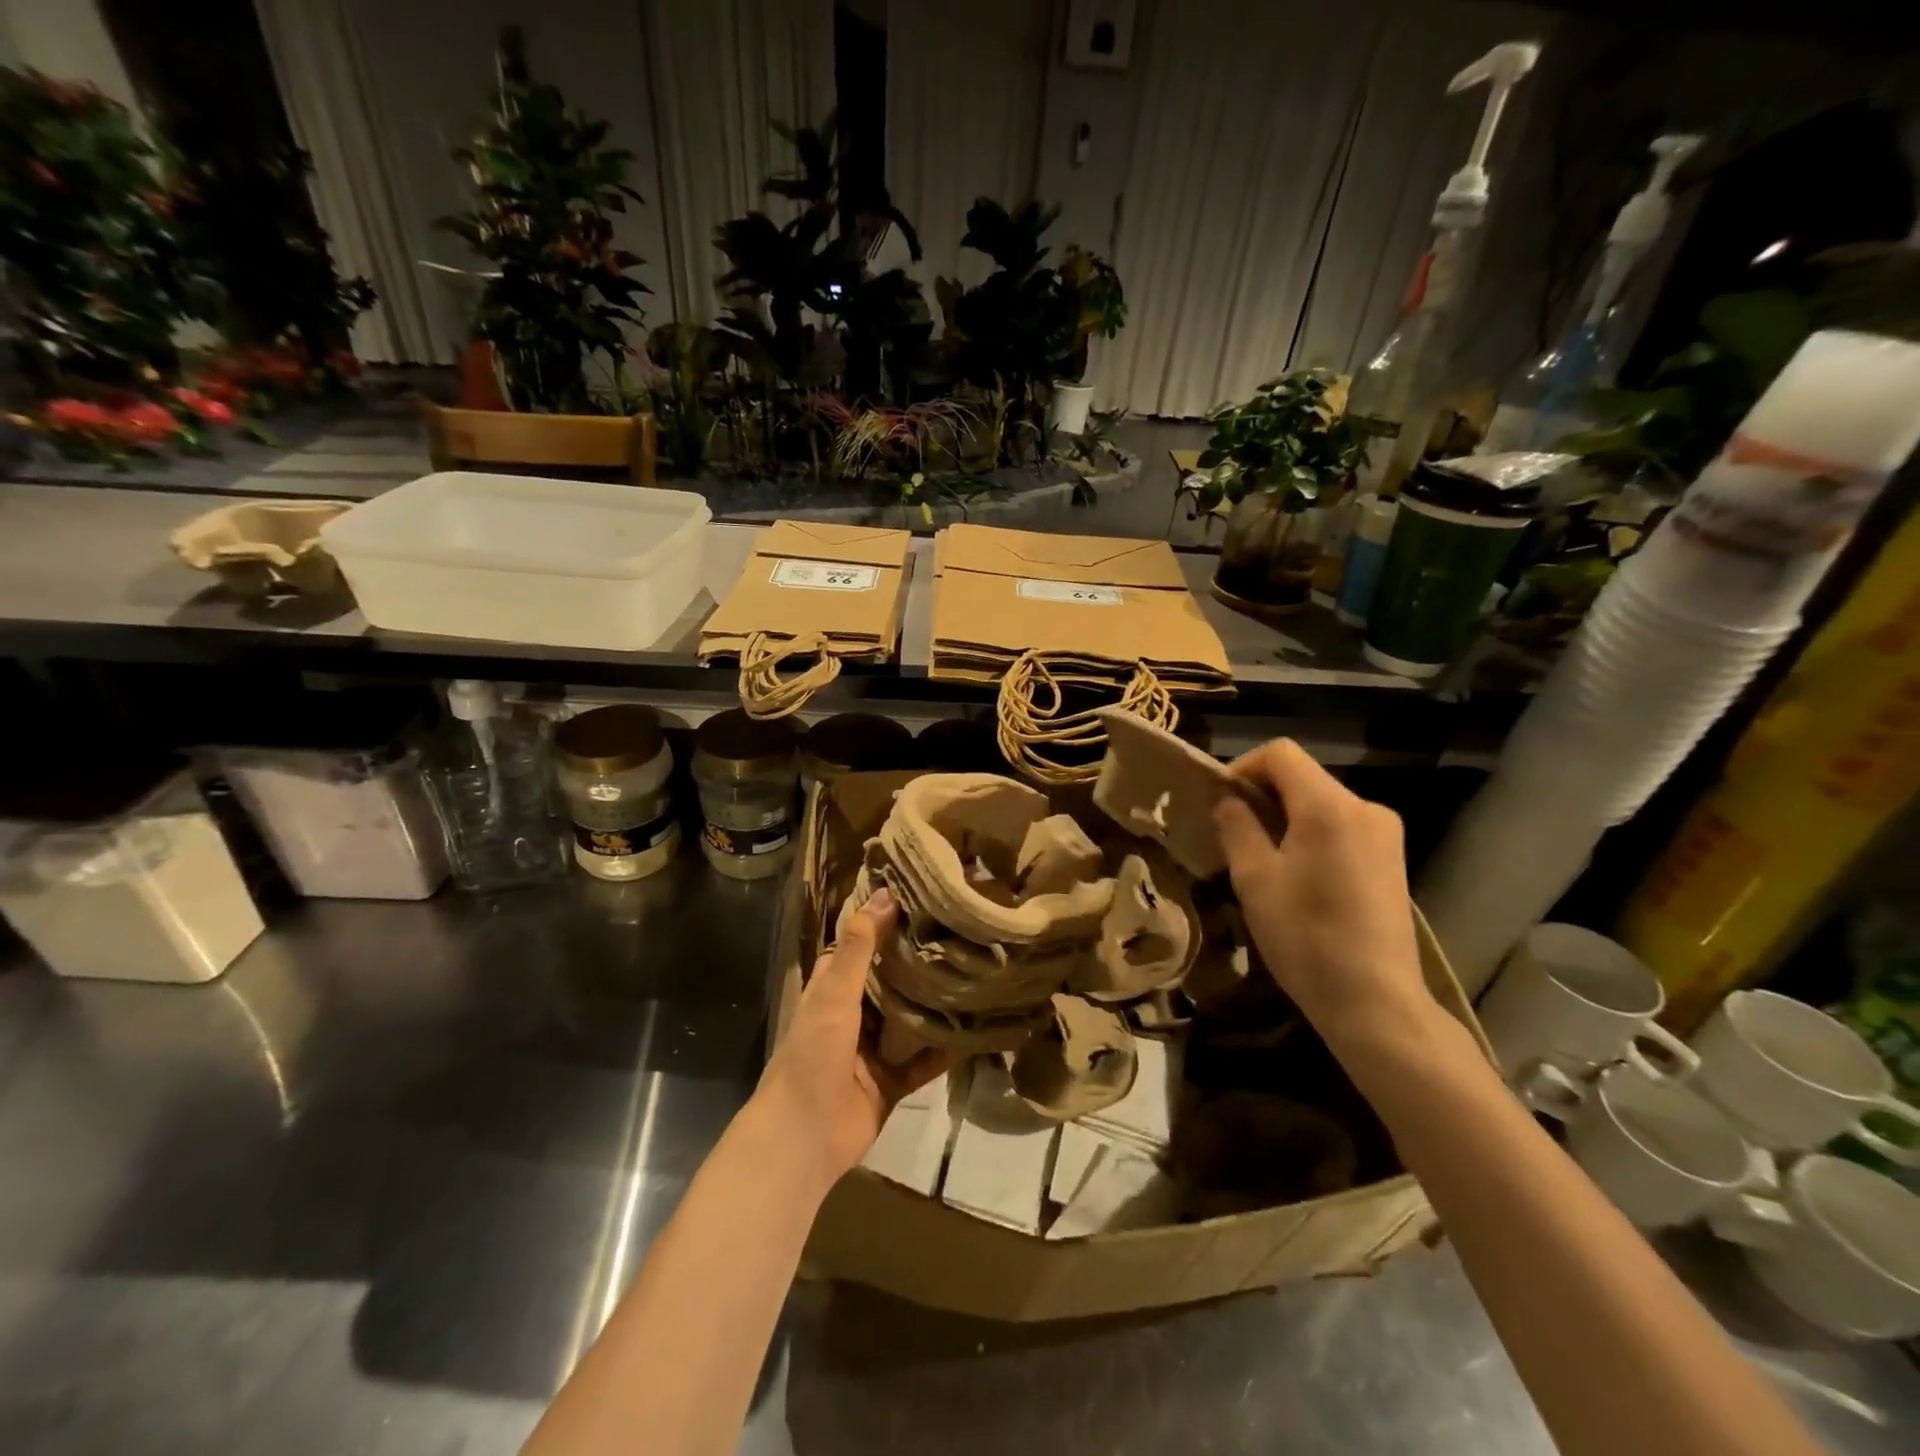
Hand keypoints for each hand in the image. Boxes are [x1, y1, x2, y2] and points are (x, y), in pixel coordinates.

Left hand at [753, 889, 952, 1187]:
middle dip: (919, 963)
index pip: (861, 945)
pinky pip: (925, 1061)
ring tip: (975, 973)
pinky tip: (977, 1030)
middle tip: (961, 933)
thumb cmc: (813, 1055)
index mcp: (833, 990)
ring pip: (911, 1020)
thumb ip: (858, 948)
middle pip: (891, 982)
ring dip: (936, 1004)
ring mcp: (874, 1050)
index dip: (885, 923)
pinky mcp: (893, 1082)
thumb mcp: (834, 994)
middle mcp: (855, 1015)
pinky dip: (946, 1048)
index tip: (921, 899)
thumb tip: (884, 895)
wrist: (804, 1138)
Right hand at [1212, 739, 1441, 1070]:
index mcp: (1330, 806)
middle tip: (1230, 835)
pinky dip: (1308, 834)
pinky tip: (1295, 875)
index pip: (1280, 754)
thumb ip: (1236, 825)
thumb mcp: (1255, 878)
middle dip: (1261, 796)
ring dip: (1283, 817)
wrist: (1375, 1002)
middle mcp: (1365, 807)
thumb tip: (1226, 797)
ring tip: (1258, 859)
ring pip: (1319, 802)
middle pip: (1301, 777)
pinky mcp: (1389, 858)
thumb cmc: (1306, 938)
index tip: (1219, 803)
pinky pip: (1339, 826)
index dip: (1242, 768)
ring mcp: (1384, 833)